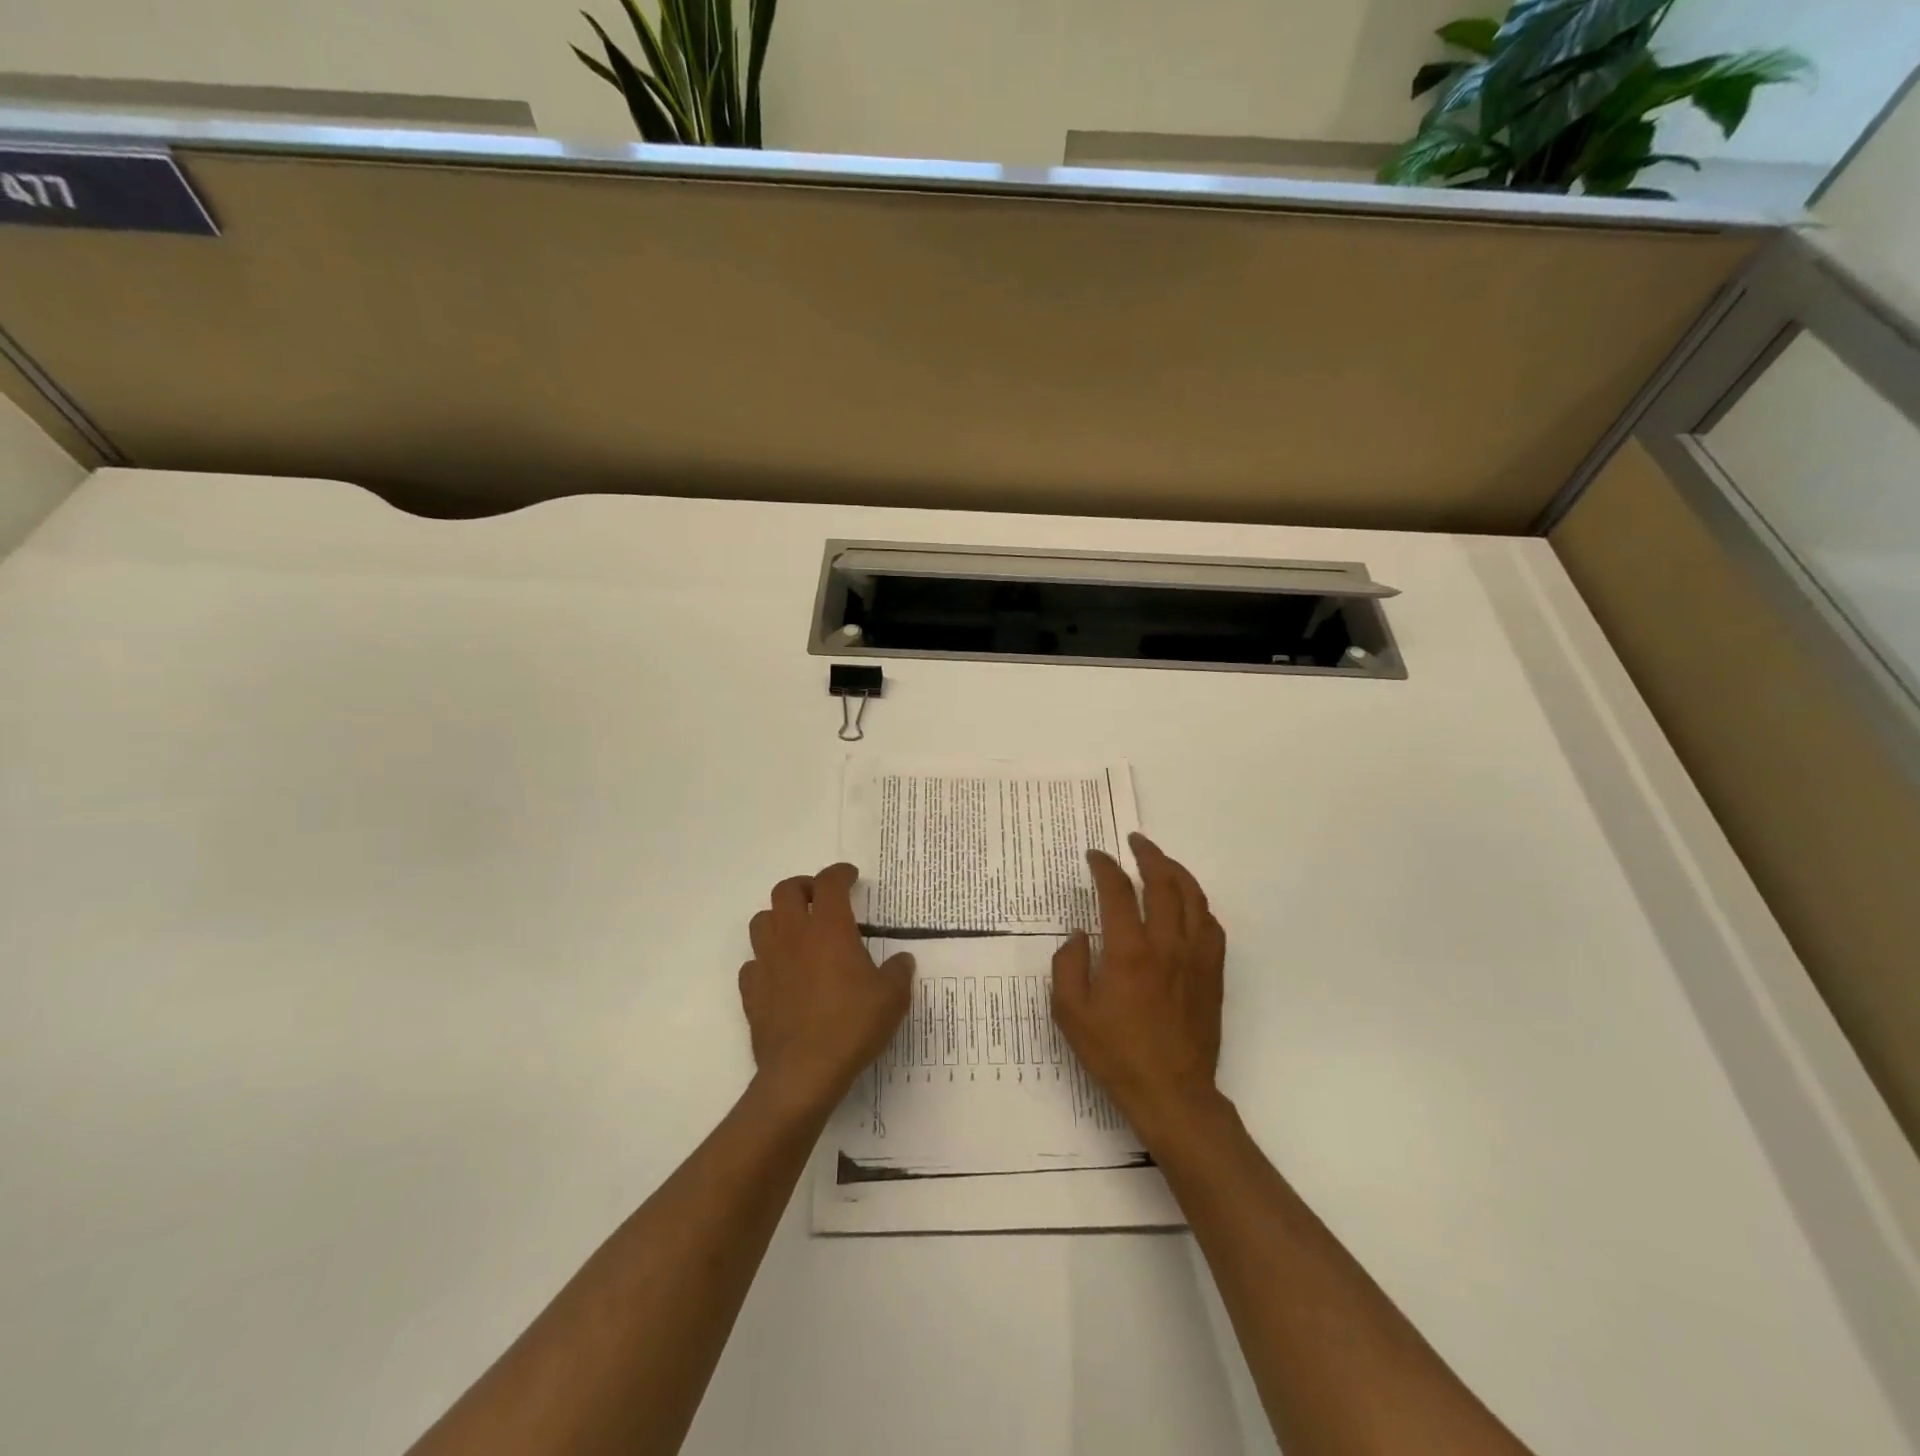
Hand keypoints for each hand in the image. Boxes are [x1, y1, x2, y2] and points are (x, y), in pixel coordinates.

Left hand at [739, 863, 913, 1118]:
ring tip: (797, 932)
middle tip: (820, 898)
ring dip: (778, 918)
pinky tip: (781, 974)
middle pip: (786, 890)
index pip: (829, 882)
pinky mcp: (752, 990)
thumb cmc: (852, 1026)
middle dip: (804, 887)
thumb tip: (902, 960)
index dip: (840, 873)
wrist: (803, 1073)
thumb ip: (899, 972)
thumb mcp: (892, 998)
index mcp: (829, 928)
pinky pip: (752, 962)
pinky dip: (766, 960)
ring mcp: (767, 962)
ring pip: (761, 920)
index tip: (851, 876)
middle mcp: (793, 935)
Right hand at [1051, 833, 1226, 1145]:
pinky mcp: (1213, 973)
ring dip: (1177, 872)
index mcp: (1129, 951)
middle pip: (1164, 882)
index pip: (1118, 891)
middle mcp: (1167, 944)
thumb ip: (1068, 965)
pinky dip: (1198, 904)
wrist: (1172, 1094)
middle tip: (1134, 842)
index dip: (1105, 867)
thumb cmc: (1116, 1054)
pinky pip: (1212, 925)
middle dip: (1148, 855)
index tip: (1095, 856)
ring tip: (1161, 862)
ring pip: (1194, 898)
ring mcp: (1195, 957)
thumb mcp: (1071, 1013)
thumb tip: (1079, 934)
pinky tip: (1188, 905)